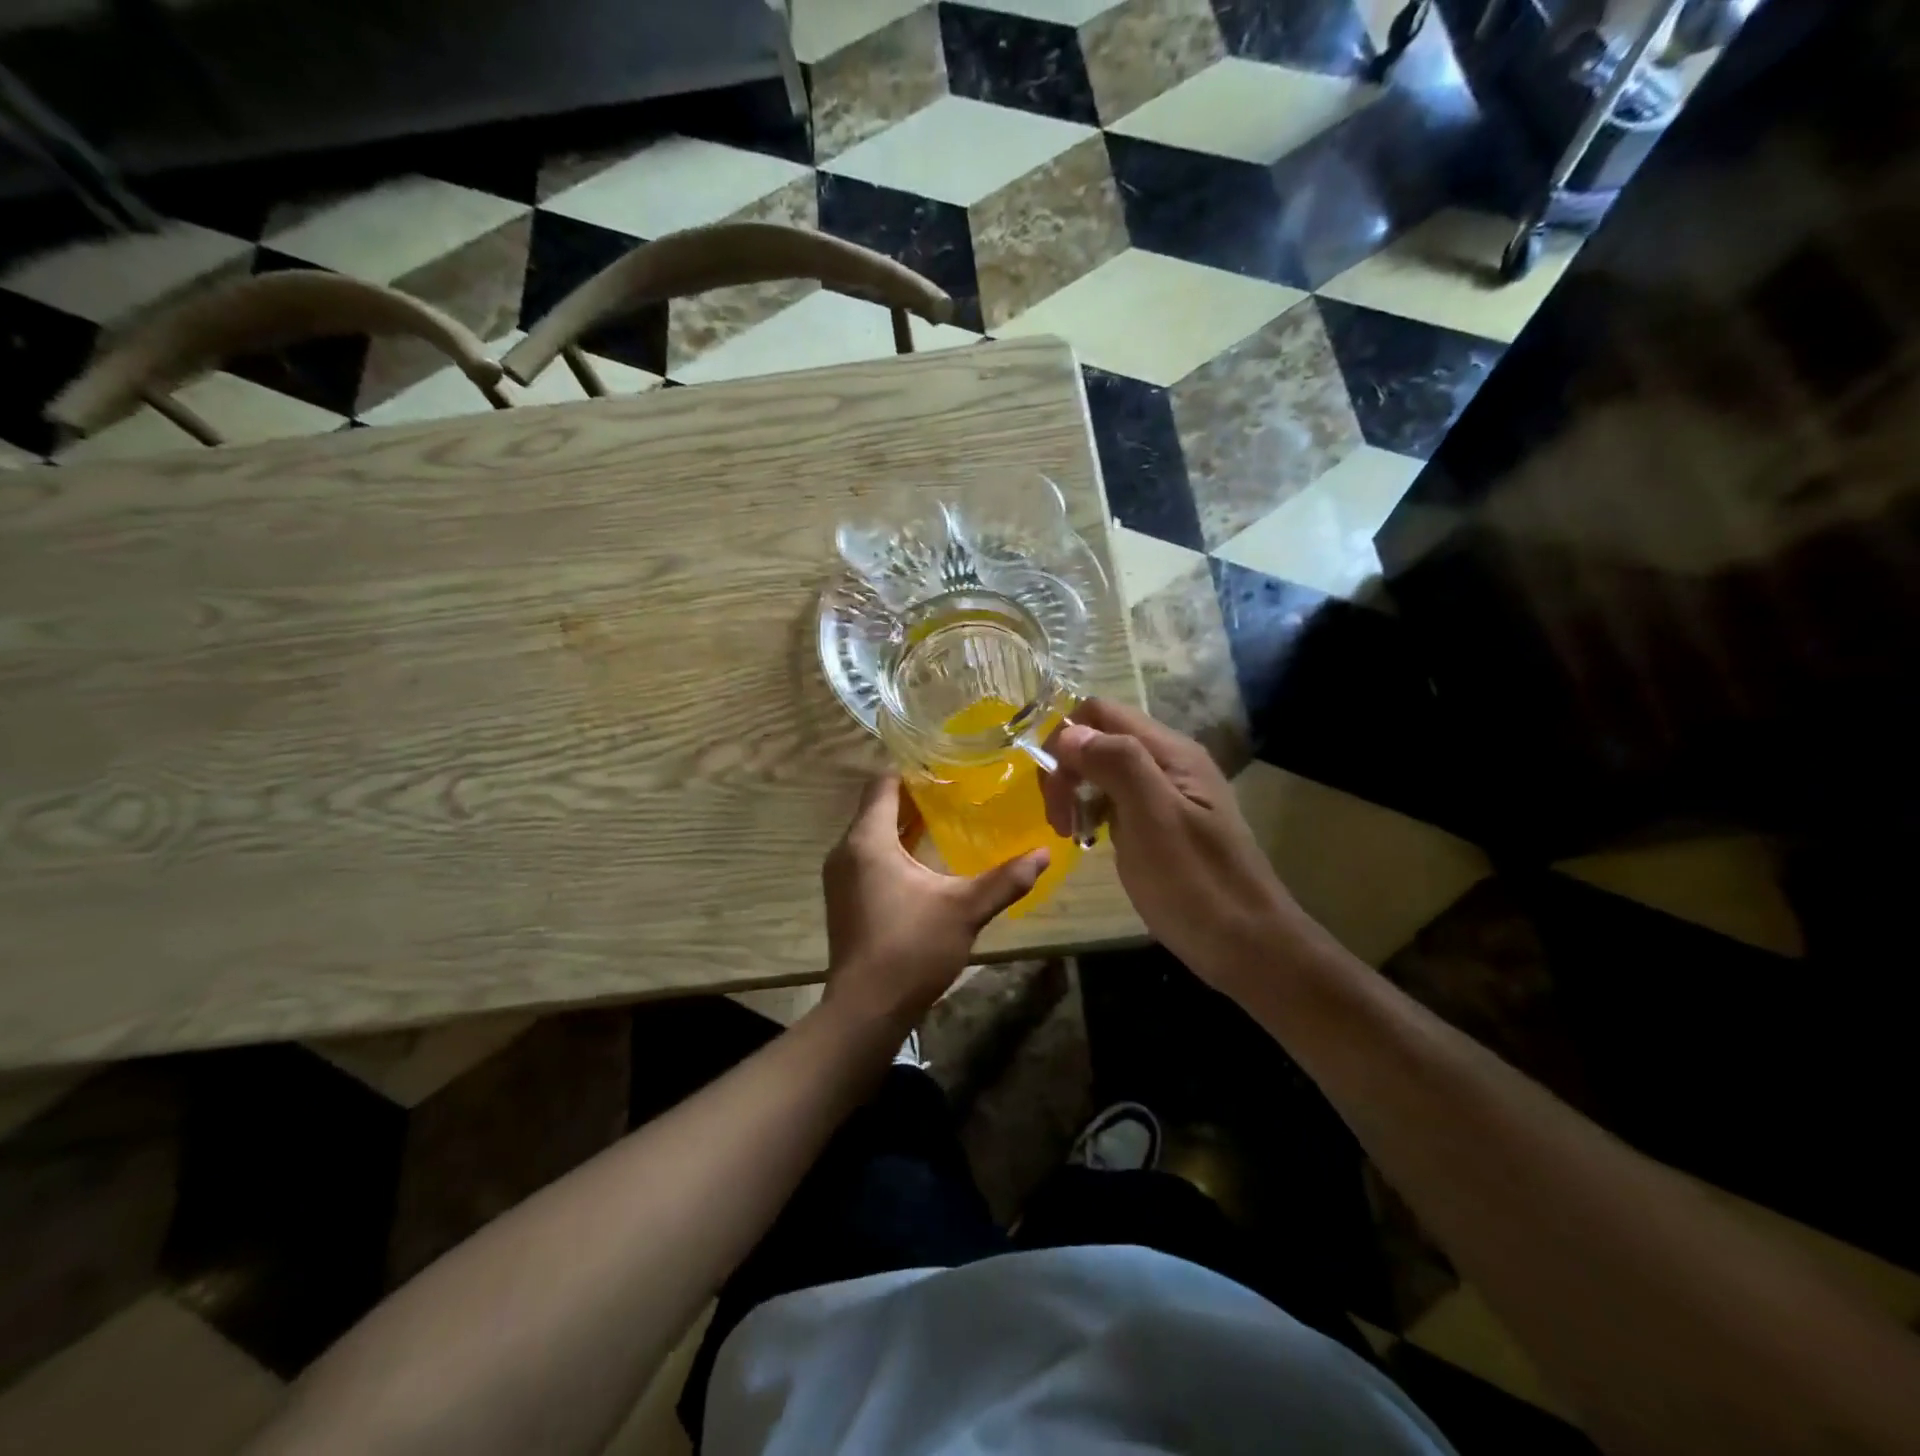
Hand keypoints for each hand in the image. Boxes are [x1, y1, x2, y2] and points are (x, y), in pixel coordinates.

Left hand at [822, 776, 1048, 1032]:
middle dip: (914, 796)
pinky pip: (868, 856)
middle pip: (877, 806)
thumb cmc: (911, 949)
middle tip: (957, 790)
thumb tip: (1044, 853)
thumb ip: (1005, 880)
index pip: (883, 784)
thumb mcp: (966, 910)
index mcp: (868, 841)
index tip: (947, 765)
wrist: (865, 1010)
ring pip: (872, 833)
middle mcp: (846, 850)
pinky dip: (893, 848)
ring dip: (904, 824)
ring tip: (946, 818)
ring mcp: (841, 876)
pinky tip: (925, 859)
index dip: (912, 770)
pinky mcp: (845, 898)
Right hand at [1040, 700, 1305, 989]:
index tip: (1054, 789)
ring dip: (1076, 792)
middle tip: (1060, 820)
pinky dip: (1092, 812)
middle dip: (1067, 770)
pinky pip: (1114, 799)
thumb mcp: (1155, 819)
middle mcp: (1167, 763)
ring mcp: (1164, 795)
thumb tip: (1069, 734)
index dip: (1066, 738)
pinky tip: (1089, 839)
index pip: (1100, 712)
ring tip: (1070, 832)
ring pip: (1102, 769)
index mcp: (1170, 752)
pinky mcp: (1158, 824)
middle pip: (1098, 739)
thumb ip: (1117, 765)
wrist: (1248, 947)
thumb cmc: (1198, 884)